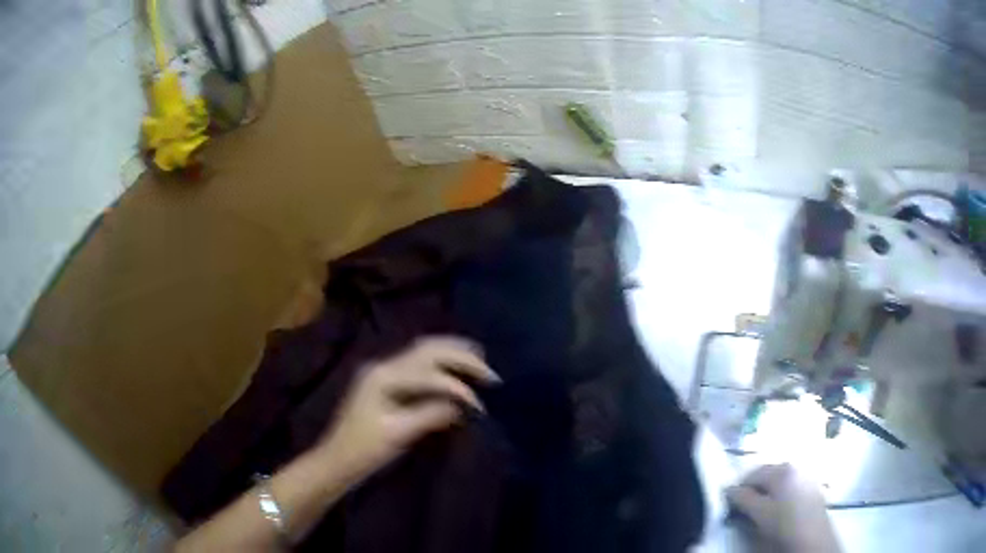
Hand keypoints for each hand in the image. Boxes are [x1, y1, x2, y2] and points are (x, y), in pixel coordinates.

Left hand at [314, 336, 499, 482]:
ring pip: (423, 351)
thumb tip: (463, 405)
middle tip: (490, 372)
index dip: (458, 386)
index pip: (429, 372)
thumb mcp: (398, 434)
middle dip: (461, 356)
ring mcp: (382, 370)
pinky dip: (440, 363)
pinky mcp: (385, 381)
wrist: (336, 459)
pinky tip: (454, 370)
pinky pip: (418, 363)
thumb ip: (431, 414)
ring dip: (452, 353)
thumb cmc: (364, 450)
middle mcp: (383, 365)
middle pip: (427, 349)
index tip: (481, 406)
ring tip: (479, 361)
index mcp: (383, 376)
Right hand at [727, 464, 840, 552]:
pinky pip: (789, 485)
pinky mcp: (812, 487)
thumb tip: (729, 490)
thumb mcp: (760, 514)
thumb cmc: (785, 525)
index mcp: (782, 469)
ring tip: (759, 510)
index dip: (738, 489)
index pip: (752, 474)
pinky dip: (779, 494)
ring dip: (766, 492)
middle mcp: (795, 466)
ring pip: (778, 480)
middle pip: (766, 474)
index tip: (729, 504)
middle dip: (753, 489)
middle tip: (743, 508)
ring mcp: (806, 475)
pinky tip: (777, 509)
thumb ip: (743, 499)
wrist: (814, 539)